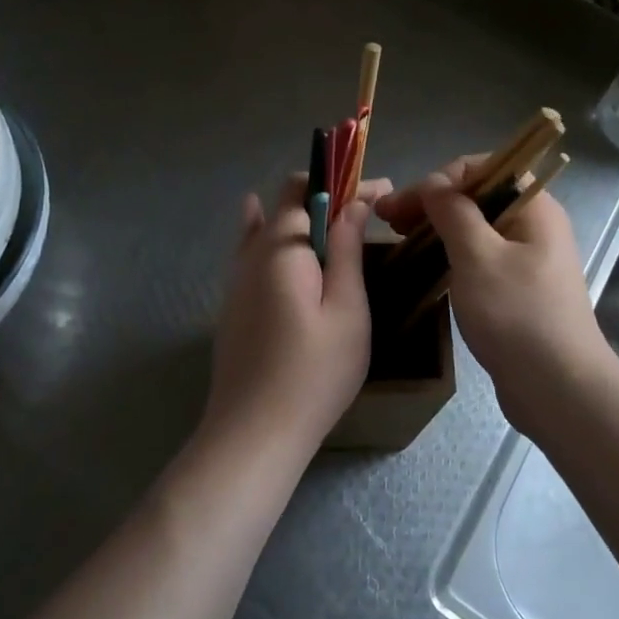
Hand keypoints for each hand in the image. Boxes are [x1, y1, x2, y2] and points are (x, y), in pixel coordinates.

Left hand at [207, 173, 389, 454]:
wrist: (253, 434)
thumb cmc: (313, 372)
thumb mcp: (346, 309)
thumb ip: (347, 250)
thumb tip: (355, 203)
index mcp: (282, 246)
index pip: (309, 191)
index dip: (347, 184)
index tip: (384, 191)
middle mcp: (252, 253)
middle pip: (286, 204)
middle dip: (328, 196)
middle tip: (368, 209)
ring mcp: (236, 279)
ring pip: (266, 226)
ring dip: (302, 216)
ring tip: (337, 219)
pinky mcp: (234, 305)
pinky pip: (250, 250)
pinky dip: (263, 229)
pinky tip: (258, 217)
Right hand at [377, 156, 618, 436]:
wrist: (560, 390)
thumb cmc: (517, 315)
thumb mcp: (477, 256)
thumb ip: (453, 212)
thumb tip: (435, 183)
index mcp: (533, 207)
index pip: (481, 168)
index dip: (438, 179)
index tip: (401, 205)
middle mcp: (534, 225)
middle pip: (477, 197)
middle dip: (431, 203)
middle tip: (387, 221)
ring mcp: (528, 258)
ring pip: (476, 229)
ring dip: (437, 229)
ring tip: (399, 240)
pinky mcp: (518, 289)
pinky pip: (480, 257)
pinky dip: (451, 255)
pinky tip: (424, 266)